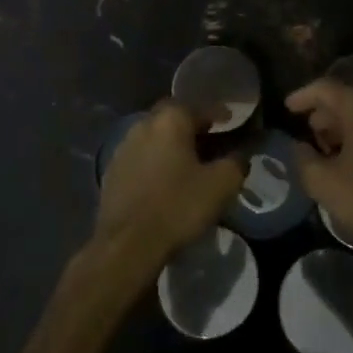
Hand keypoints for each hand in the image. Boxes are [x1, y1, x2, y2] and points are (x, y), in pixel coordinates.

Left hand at [93, 102, 244, 272]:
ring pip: (154, 136)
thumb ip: (235, 163)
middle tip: (208, 138)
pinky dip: (154, 162)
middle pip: (172, 117)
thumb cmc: (178, 207)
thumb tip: (240, 155)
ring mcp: (123, 147)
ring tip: (187, 161)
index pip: (199, 107)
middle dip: (191, 124)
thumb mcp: (220, 186)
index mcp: (170, 120)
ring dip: (170, 143)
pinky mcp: (112, 171)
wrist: (127, 245)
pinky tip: (163, 179)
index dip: (218, 114)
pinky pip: (140, 157)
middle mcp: (144, 124)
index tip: (230, 121)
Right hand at [286, 79, 352, 266]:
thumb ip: (302, 159)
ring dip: (347, 128)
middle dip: (326, 116)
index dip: (302, 97)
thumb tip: (299, 146)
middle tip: (310, 134)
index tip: (288, 108)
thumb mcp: (324, 183)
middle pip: (348, 100)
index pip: (325, 88)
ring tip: (332, 151)